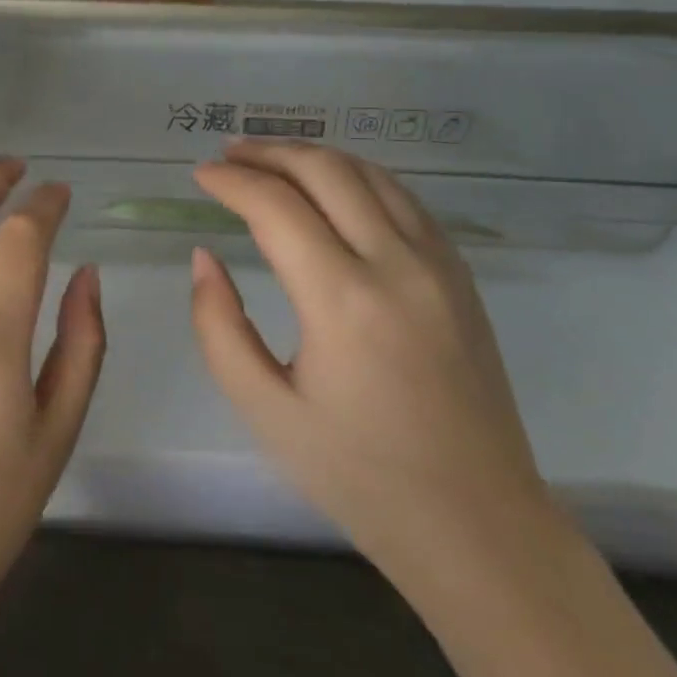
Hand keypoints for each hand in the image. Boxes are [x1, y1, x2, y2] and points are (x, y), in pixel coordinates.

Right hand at [191, 142, 546, 576]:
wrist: (477, 524)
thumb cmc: (358, 474)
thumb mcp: (264, 409)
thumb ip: (218, 325)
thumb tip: (205, 257)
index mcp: (343, 300)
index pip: (275, 206)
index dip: (231, 181)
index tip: (199, 175)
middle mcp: (396, 264)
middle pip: (326, 171)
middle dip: (269, 152)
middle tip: (229, 154)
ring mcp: (438, 265)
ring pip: (370, 174)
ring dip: (314, 156)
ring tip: (271, 159)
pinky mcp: (460, 276)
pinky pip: (404, 199)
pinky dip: (358, 177)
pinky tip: (332, 188)